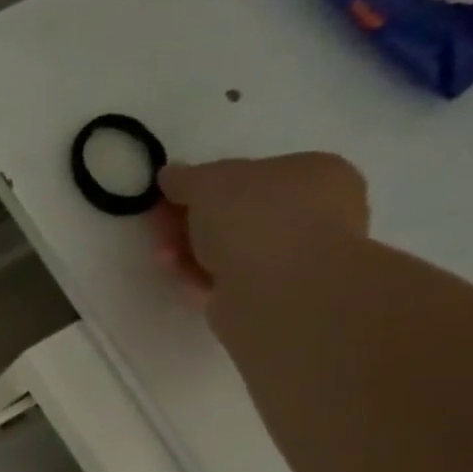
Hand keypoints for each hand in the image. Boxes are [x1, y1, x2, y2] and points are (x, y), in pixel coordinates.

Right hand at [149, 153, 370, 303]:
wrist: (279, 291)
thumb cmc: (256, 218)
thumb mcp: (210, 182)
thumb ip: (187, 177)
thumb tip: (170, 175)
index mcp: (314, 174)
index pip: (252, 174)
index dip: (205, 185)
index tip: (169, 196)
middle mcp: (312, 214)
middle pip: (234, 214)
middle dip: (189, 221)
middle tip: (158, 225)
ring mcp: (292, 259)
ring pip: (227, 249)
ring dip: (187, 250)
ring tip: (162, 255)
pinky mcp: (269, 297)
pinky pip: (225, 280)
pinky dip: (197, 275)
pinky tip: (176, 275)